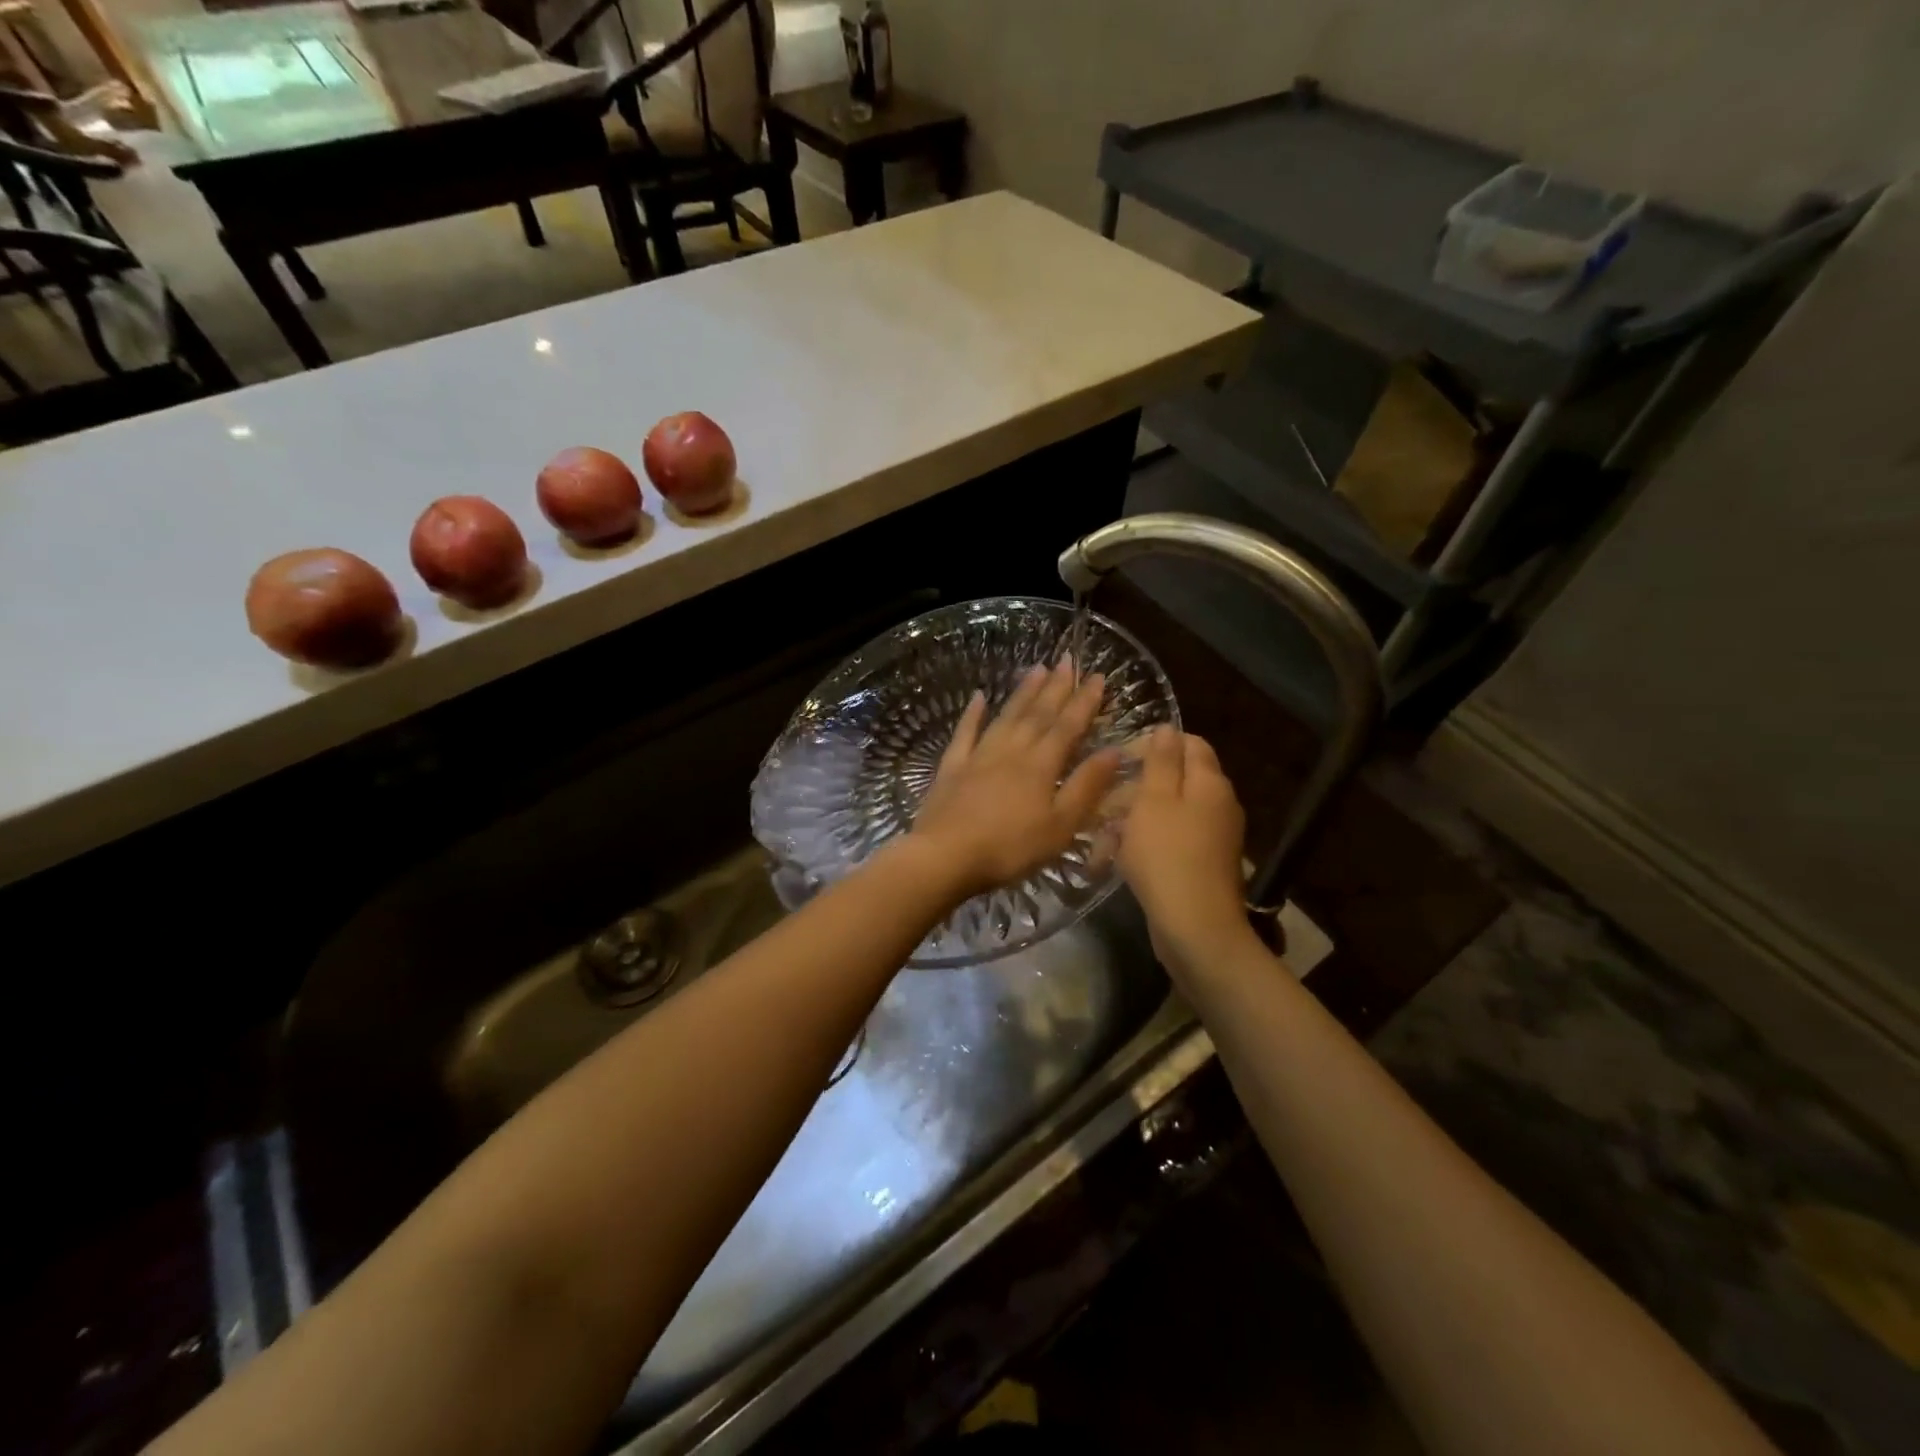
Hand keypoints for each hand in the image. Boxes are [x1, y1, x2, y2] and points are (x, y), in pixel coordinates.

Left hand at [909, 660, 1122, 900]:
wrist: (946, 856)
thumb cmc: (1010, 848)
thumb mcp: (1061, 826)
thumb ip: (1087, 786)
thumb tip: (1114, 751)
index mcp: (1041, 765)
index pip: (1068, 726)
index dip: (1085, 701)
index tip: (1097, 676)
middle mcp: (1012, 750)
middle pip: (1038, 713)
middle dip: (1056, 686)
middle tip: (1068, 659)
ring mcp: (978, 756)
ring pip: (1006, 716)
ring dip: (1023, 692)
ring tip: (1036, 668)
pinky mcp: (952, 767)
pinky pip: (965, 733)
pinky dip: (973, 713)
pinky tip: (978, 696)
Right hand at [1117, 727, 1254, 973]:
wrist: (1194, 927)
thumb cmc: (1167, 856)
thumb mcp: (1154, 800)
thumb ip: (1160, 761)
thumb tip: (1167, 728)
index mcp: (1209, 783)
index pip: (1188, 743)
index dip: (1153, 744)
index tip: (1120, 759)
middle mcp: (1218, 804)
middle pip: (1174, 779)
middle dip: (1134, 788)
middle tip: (1101, 803)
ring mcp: (1213, 837)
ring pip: (1166, 813)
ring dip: (1131, 820)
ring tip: (1100, 839)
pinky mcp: (1202, 864)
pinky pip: (1170, 841)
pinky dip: (1143, 845)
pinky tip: (1114, 860)